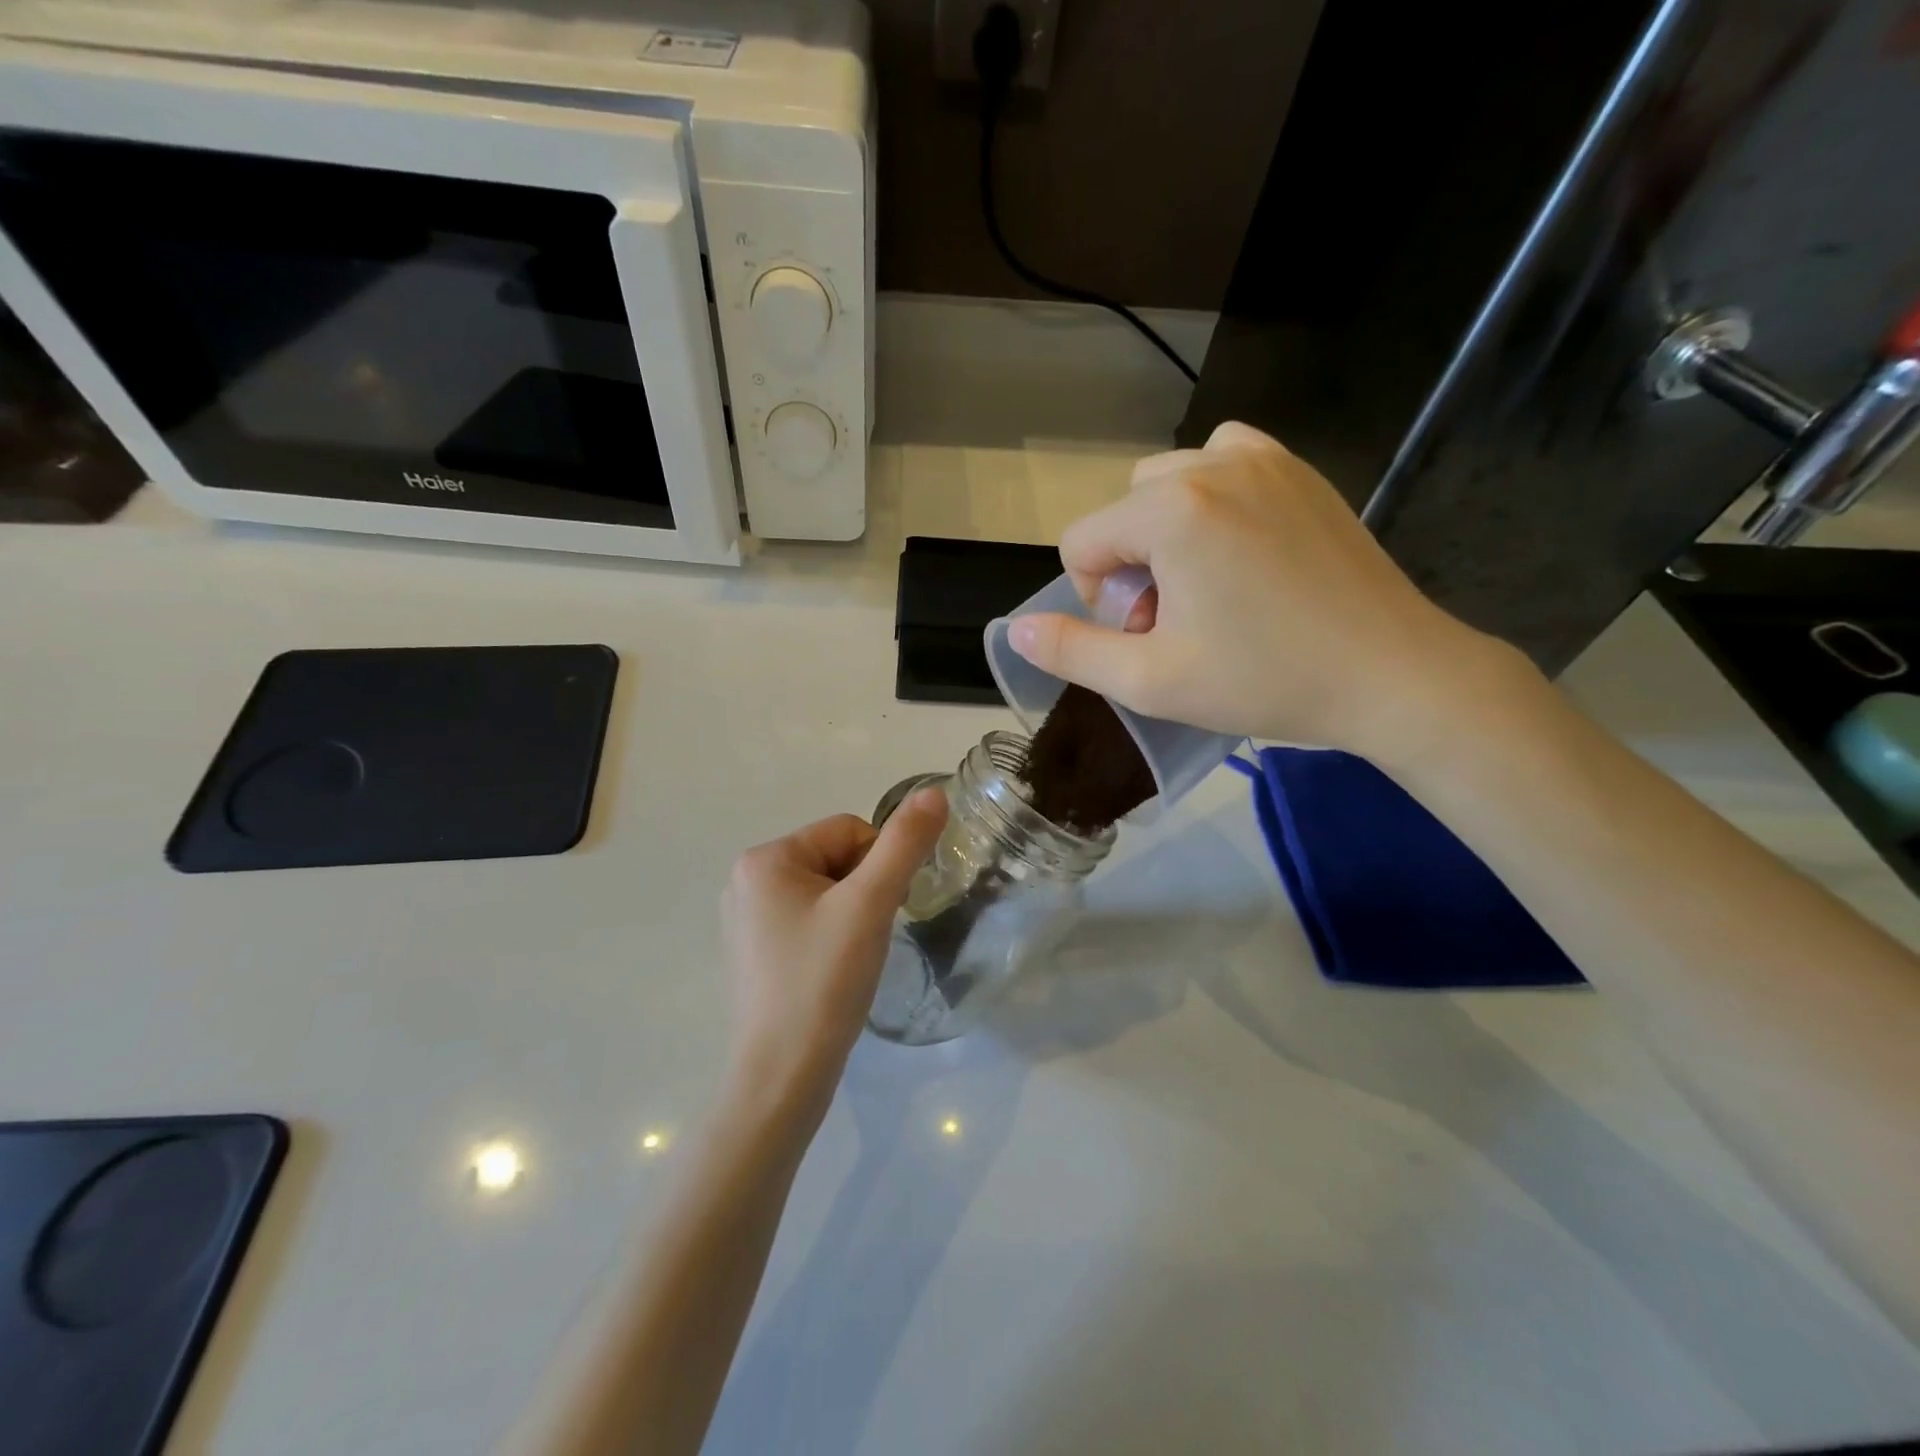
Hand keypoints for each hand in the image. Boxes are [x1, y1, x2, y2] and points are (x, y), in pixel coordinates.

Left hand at [720, 790, 947, 1123]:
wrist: (782, 1078)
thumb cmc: (824, 982)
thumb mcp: (870, 905)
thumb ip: (904, 844)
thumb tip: (934, 792)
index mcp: (764, 859)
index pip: (848, 831)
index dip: (879, 866)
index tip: (880, 912)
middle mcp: (746, 880)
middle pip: (835, 859)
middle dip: (863, 891)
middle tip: (867, 938)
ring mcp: (745, 919)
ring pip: (825, 891)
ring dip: (851, 915)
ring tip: (850, 959)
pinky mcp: (753, 953)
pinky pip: (807, 921)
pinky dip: (831, 937)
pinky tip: (832, 973)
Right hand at [1006, 421, 1504, 759]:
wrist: (1392, 673)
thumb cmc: (1265, 680)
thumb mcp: (1151, 681)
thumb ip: (1072, 652)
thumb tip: (1016, 630)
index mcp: (1169, 510)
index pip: (1080, 542)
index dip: (1097, 599)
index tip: (1148, 636)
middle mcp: (1211, 463)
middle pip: (1122, 512)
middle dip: (1132, 567)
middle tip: (1181, 620)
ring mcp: (1263, 457)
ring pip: (1167, 484)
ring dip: (1165, 533)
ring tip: (1208, 586)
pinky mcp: (1300, 468)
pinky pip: (1223, 463)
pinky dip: (1210, 499)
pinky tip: (1239, 549)